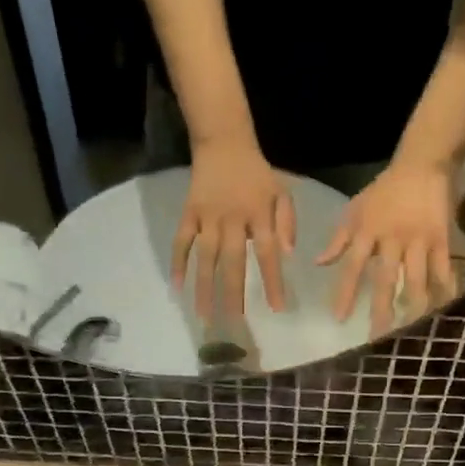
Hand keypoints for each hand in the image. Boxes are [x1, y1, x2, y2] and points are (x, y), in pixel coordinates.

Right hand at [173, 142, 294, 320]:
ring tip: (204, 314)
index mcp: (259, 214)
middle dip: (233, 292)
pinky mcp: (189, 213)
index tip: (277, 308)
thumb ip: (287, 222)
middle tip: (233, 321)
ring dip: (204, 286)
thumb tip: (288, 254)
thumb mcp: (283, 192)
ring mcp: (208, 216)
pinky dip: (178, 262)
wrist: (224, 144)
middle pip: (233, 260)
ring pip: (205, 256)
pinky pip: (182, 241)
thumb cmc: (258, 174)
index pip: (268, 253)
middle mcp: (233, 218)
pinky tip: (176, 286)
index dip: (273, 281)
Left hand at [317, 158, 459, 337]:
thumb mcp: (355, 209)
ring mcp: (419, 240)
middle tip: (378, 336)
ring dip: (413, 305)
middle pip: (385, 279)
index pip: (352, 267)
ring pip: (416, 278)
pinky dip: (444, 288)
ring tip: (412, 328)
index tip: (339, 318)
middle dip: (381, 309)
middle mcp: (392, 239)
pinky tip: (444, 308)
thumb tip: (318, 263)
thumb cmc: (385, 189)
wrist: (422, 164)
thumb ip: (338, 239)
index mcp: (368, 232)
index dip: (345, 293)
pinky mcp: (441, 238)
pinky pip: (443, 268)